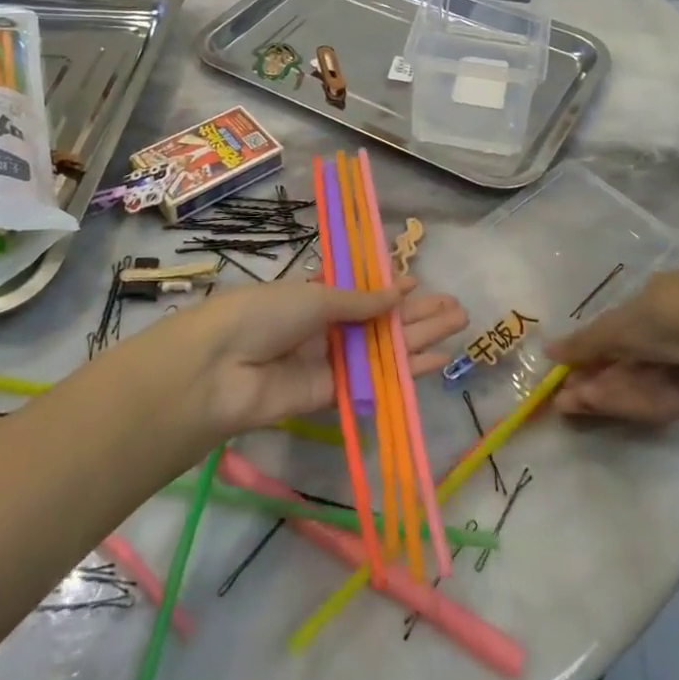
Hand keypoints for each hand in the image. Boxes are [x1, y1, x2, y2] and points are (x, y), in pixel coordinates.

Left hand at [175, 279, 466, 436]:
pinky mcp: (332, 396)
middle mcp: (325, 328)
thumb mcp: (315, 297)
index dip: (390, 287)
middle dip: (417, 314)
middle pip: (379, 321)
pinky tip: (436, 362)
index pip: (360, 290)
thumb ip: (360, 302)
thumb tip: (400, 292)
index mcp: (314, 295)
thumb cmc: (264, 314)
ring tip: (458, 327)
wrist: (220, 369)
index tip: (420, 282)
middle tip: (457, 309)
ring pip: (383, 350)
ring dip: (420, 339)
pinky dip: (405, 373)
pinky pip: (374, 382)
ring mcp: (329, 362)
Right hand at [546, 270, 678, 423]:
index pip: (619, 322)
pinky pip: (651, 399)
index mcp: (658, 297)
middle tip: (559, 389)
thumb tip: (548, 351)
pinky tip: (588, 406)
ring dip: (599, 389)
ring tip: (563, 403)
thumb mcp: (617, 323)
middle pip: (624, 356)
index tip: (565, 361)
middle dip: (592, 371)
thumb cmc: (666, 315)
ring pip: (634, 379)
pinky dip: (621, 401)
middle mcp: (671, 329)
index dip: (591, 342)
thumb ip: (585, 342)